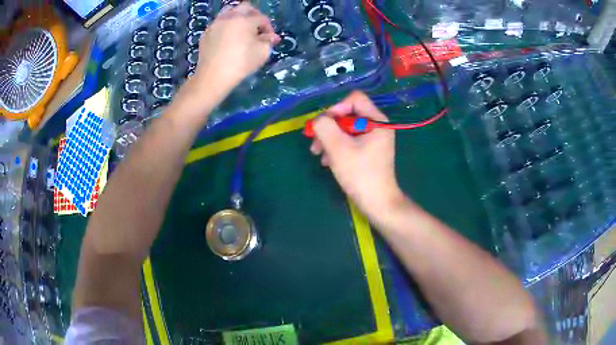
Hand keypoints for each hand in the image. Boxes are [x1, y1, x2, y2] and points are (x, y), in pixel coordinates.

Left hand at [194, 3, 279, 92]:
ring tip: (241, 28)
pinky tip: (227, 38)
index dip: (269, 27)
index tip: (270, 38)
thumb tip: (272, 37)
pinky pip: (218, 23)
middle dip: (254, 15)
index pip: (262, 18)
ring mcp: (215, 24)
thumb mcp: (262, 53)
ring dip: (237, 16)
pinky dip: (225, 26)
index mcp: (245, 20)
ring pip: (228, 11)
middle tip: (257, 27)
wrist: (213, 77)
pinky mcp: (206, 33)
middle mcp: (230, 17)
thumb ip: (268, 41)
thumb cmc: (241, 63)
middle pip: (245, 7)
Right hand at [310, 91, 405, 218]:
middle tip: (314, 143)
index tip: (325, 125)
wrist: (376, 202)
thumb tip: (318, 120)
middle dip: (329, 128)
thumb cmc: (360, 174)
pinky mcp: (367, 151)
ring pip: (345, 129)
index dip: (336, 108)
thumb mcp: (338, 148)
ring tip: (318, 154)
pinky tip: (328, 161)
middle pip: (347, 115)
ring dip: (329, 139)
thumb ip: (324, 127)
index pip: (354, 99)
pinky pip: (349, 141)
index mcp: (376, 121)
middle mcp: (376, 126)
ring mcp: (372, 139)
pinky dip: (336, 148)